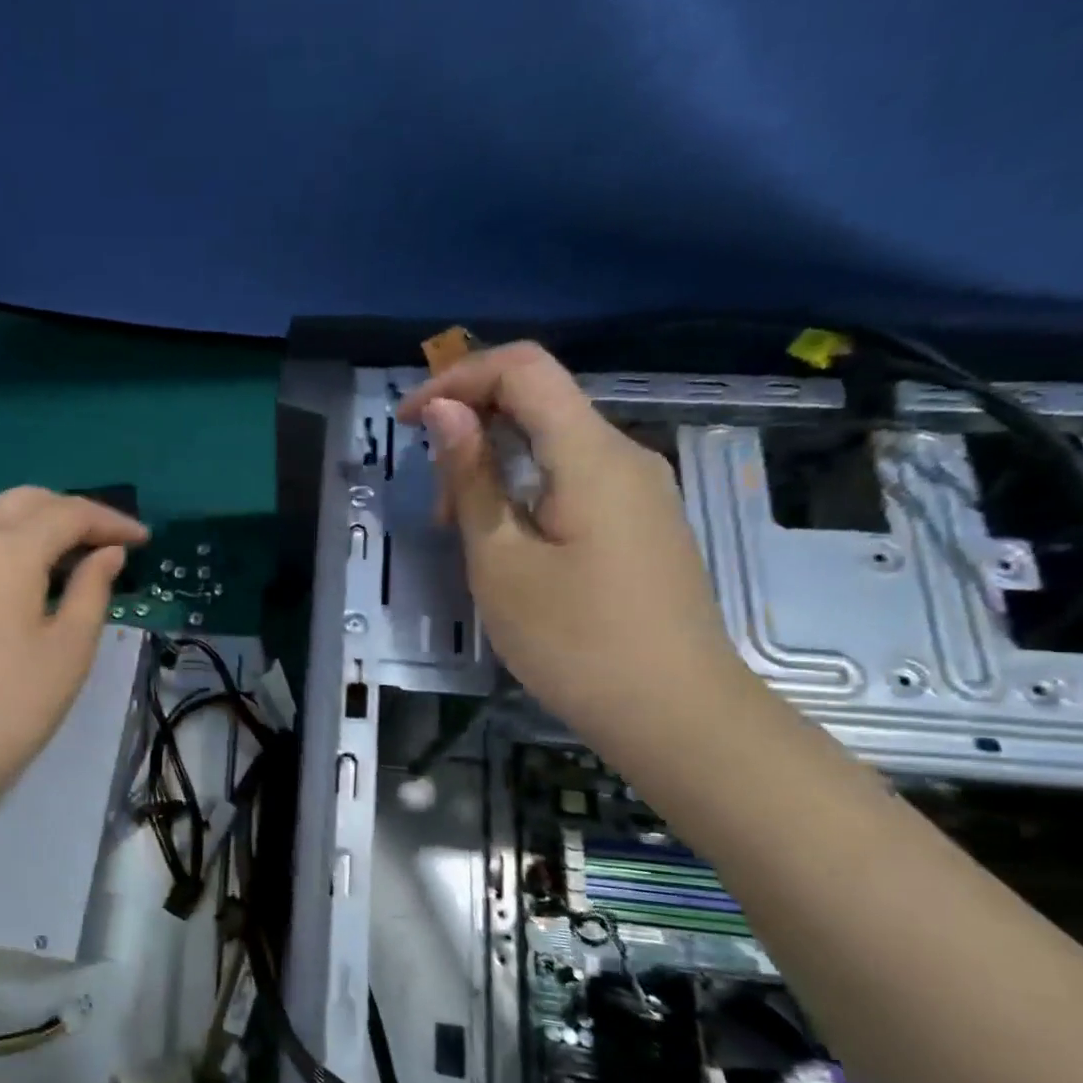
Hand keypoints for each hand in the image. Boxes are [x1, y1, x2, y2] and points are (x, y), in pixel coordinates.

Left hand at [0, 487, 147, 847]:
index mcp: (7, 549)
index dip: (111, 521)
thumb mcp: (68, 652)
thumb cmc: (7, 710)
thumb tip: (107, 554)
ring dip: (33, 522)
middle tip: (106, 544)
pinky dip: (0, 540)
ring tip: (65, 556)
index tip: (142, 540)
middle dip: (71, 513)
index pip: (69, 514)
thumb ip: (92, 591)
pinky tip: (15, 575)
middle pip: (26, 501)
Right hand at [398, 342, 751, 760]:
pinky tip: (507, 544)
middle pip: (540, 403)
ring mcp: (641, 491)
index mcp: (591, 454)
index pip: (523, 368)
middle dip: (472, 431)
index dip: (457, 378)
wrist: (675, 714)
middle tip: (435, 505)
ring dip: (497, 467)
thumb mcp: (501, 561)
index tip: (407, 422)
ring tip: (462, 533)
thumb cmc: (574, 640)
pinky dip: (527, 492)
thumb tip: (446, 411)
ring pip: (556, 446)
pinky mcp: (643, 524)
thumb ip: (472, 479)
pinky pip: (576, 481)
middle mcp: (625, 456)